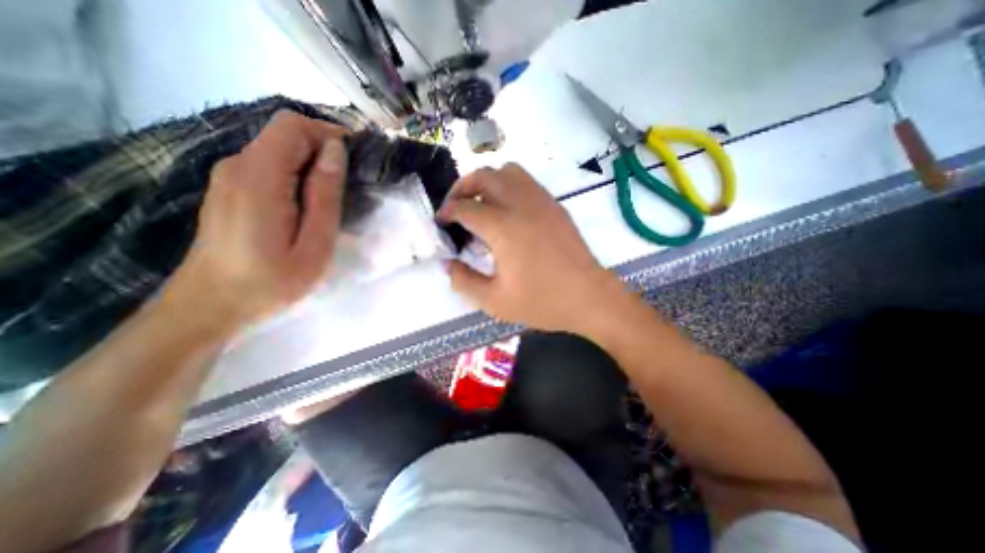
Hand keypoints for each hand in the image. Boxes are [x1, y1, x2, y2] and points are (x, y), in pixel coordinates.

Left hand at [162, 109, 344, 330]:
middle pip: (286, 135)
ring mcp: (230, 176)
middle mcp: (238, 165)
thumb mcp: (314, 243)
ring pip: (280, 150)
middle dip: (325, 151)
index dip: (328, 133)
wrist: (212, 305)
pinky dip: (297, 175)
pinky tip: (310, 205)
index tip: (357, 160)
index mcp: (259, 177)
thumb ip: (324, 195)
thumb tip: (335, 151)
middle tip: (352, 186)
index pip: (293, 126)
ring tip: (335, 199)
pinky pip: (270, 166)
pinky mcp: (231, 188)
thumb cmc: (272, 281)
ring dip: (313, 165)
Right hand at [439, 159, 620, 332]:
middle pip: (483, 176)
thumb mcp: (495, 301)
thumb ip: (464, 281)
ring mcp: (541, 201)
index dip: (447, 212)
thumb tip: (449, 264)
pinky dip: (508, 185)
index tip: (442, 222)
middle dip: (461, 187)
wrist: (588, 297)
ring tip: (481, 204)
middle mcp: (520, 205)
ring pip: (507, 171)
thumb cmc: (542, 301)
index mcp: (503, 228)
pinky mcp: (554, 205)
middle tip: (456, 207)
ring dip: (486, 181)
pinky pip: (525, 181)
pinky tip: (507, 210)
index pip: (465, 207)